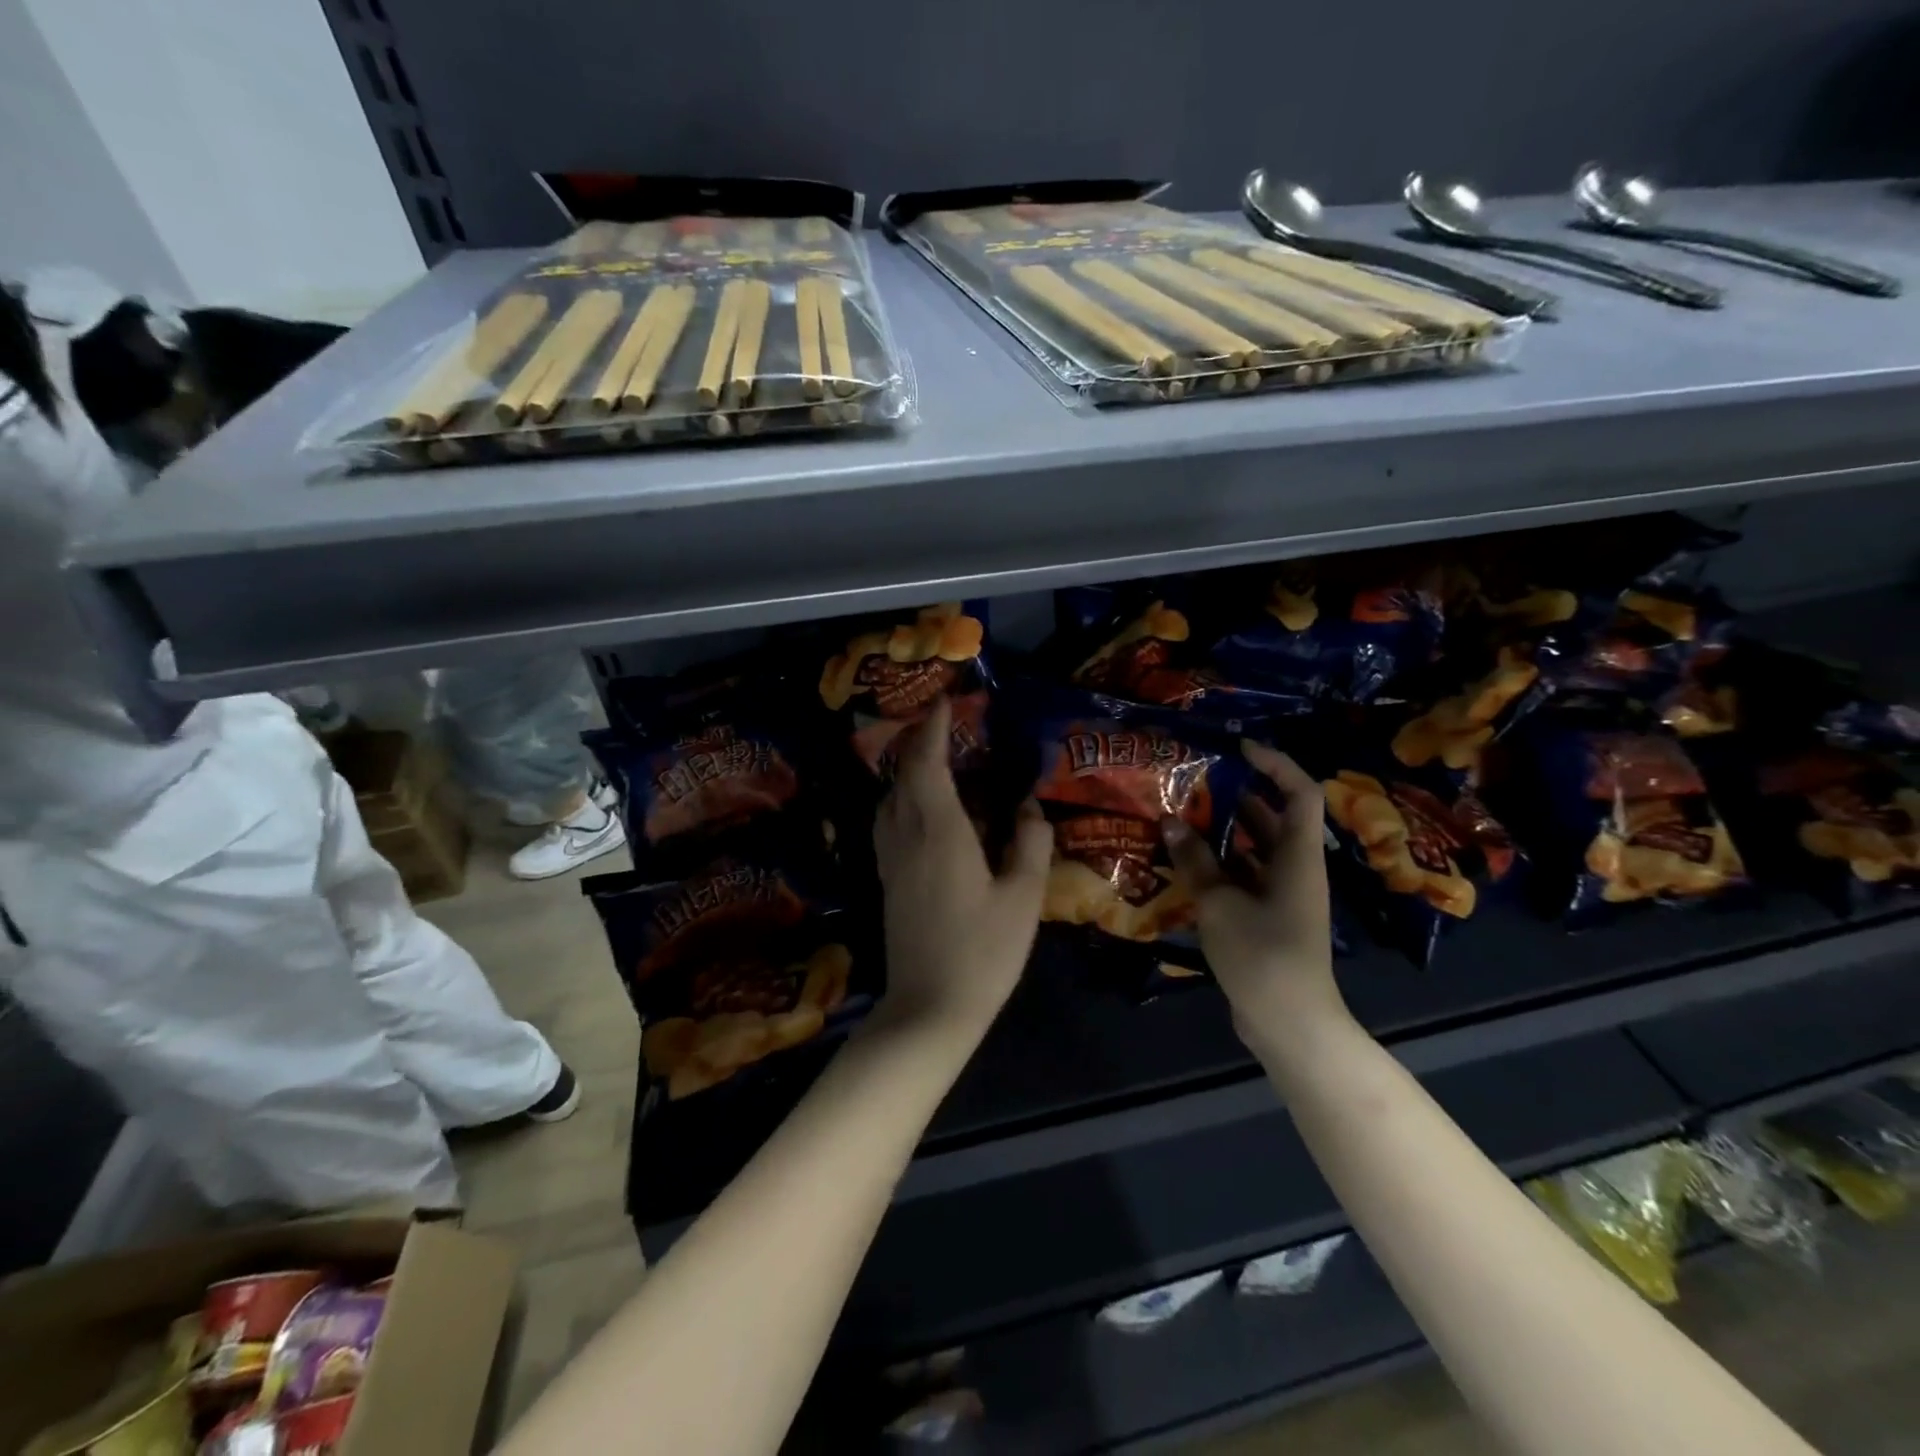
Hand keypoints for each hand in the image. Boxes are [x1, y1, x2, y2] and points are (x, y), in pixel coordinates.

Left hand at [873, 697, 1052, 1037]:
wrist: (929, 1009)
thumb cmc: (983, 952)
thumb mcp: (1023, 898)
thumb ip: (1030, 843)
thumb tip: (1029, 805)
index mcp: (939, 831)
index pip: (927, 763)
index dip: (933, 728)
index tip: (944, 702)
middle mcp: (906, 835)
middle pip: (902, 774)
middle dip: (918, 742)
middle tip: (944, 725)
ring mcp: (890, 859)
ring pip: (889, 797)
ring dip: (907, 770)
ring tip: (936, 761)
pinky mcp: (887, 880)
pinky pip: (888, 821)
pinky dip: (902, 798)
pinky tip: (924, 810)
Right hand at [1163, 741, 1350, 1060]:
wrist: (1289, 1023)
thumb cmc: (1262, 955)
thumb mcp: (1220, 903)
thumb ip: (1195, 860)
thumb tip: (1170, 821)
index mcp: (1298, 857)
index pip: (1300, 793)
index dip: (1275, 764)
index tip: (1239, 747)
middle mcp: (1295, 868)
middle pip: (1273, 816)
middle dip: (1236, 794)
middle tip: (1194, 779)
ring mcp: (1281, 894)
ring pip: (1254, 847)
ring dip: (1222, 829)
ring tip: (1180, 813)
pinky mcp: (1266, 916)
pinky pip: (1242, 875)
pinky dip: (1217, 863)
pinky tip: (1182, 860)